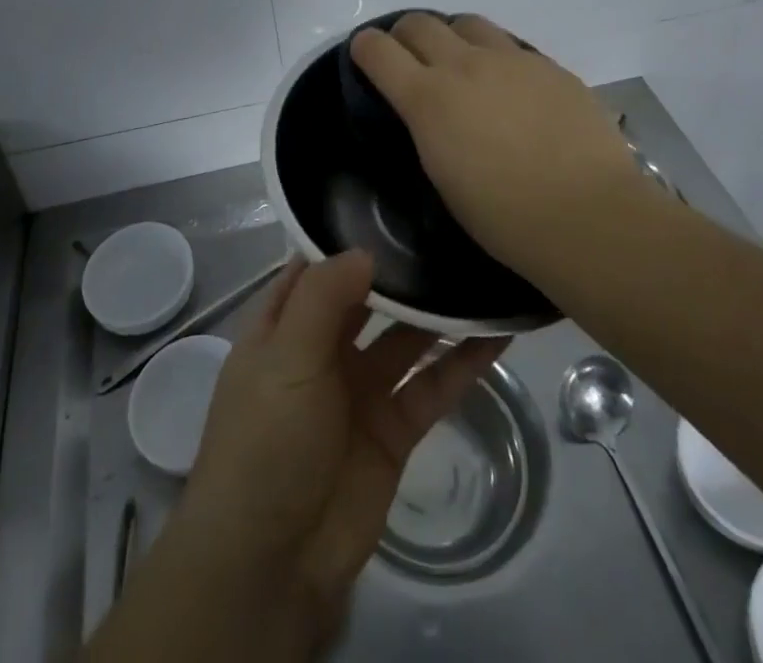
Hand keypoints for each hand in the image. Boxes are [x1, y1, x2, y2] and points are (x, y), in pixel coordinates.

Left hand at [180, 251, 504, 636]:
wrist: (272, 561)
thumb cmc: (265, 440)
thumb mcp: (285, 357)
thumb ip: (324, 298)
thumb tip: (365, 248)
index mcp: (284, 326)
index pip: (316, 267)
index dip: (347, 236)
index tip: (391, 201)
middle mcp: (322, 350)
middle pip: (367, 298)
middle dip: (401, 271)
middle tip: (449, 227)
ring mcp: (360, 390)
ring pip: (406, 339)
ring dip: (438, 313)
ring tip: (481, 270)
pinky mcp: (394, 430)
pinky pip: (432, 386)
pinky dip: (462, 363)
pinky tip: (497, 333)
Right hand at [348, 11, 643, 280]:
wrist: (588, 216)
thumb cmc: (504, 217)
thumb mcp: (442, 174)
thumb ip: (427, 128)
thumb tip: (428, 111)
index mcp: (429, 98)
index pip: (378, 49)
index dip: (365, 48)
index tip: (366, 57)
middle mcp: (465, 65)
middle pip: (419, 22)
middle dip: (404, 35)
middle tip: (411, 59)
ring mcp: (512, 59)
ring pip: (467, 22)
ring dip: (453, 36)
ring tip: (462, 64)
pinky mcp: (550, 65)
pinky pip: (510, 45)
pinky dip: (496, 56)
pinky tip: (510, 87)